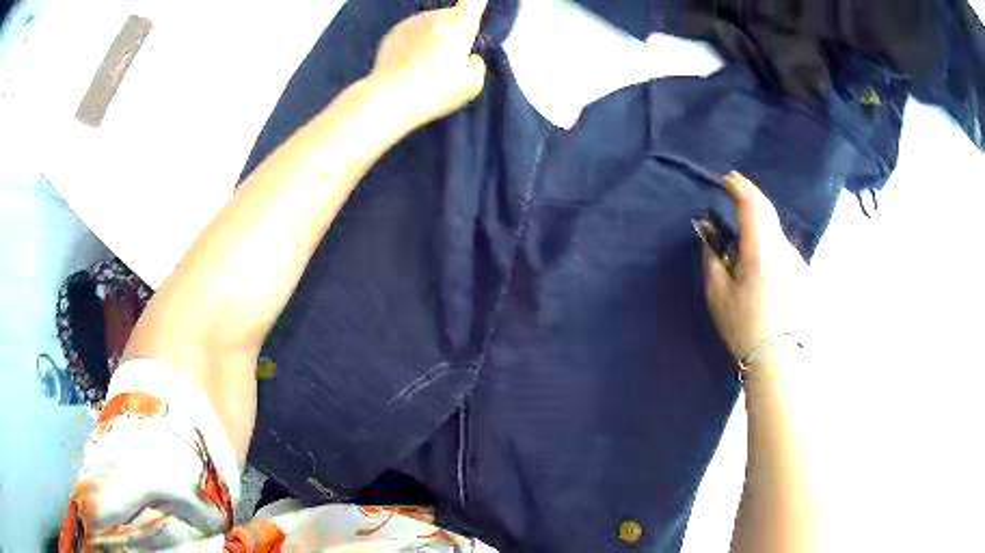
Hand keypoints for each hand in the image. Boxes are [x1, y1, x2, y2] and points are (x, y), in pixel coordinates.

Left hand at [370, 0, 488, 129]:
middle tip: (450, 61)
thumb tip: (469, 58)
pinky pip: (410, 36)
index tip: (477, 5)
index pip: (474, 2)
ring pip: (429, 26)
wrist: (391, 97)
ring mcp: (411, 23)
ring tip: (427, 69)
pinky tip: (410, 69)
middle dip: (453, 32)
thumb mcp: (473, 83)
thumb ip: (476, 64)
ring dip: (432, 39)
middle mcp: (435, 16)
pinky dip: (413, 47)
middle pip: (451, 17)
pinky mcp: (392, 34)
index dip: (477, 3)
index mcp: (460, 23)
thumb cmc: (437, 88)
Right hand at [703, 173, 808, 361]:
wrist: (780, 360)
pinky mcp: (805, 276)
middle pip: (767, 216)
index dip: (740, 186)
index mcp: (762, 249)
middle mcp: (784, 248)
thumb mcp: (718, 295)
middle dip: (750, 209)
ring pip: (776, 237)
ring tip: (746, 265)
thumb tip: (711, 235)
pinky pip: (784, 254)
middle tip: (733, 218)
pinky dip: (771, 254)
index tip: (728, 180)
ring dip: (760, 237)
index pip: (754, 203)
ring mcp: (799, 262)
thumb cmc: (745, 327)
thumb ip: (712, 258)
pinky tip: (764, 283)